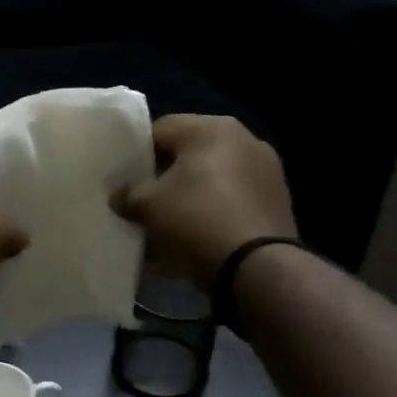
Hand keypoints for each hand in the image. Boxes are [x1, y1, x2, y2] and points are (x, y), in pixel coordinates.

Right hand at [114, 115, 295, 289]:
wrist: (256, 267)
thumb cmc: (195, 220)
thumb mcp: (147, 206)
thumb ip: (128, 194)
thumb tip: (120, 196)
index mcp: (211, 129)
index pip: (161, 130)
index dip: (136, 155)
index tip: (124, 182)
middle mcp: (243, 140)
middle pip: (188, 157)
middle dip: (163, 182)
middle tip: (142, 207)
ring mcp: (265, 173)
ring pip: (210, 184)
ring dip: (186, 203)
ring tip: (164, 233)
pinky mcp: (275, 204)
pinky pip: (230, 206)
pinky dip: (209, 219)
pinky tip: (190, 247)